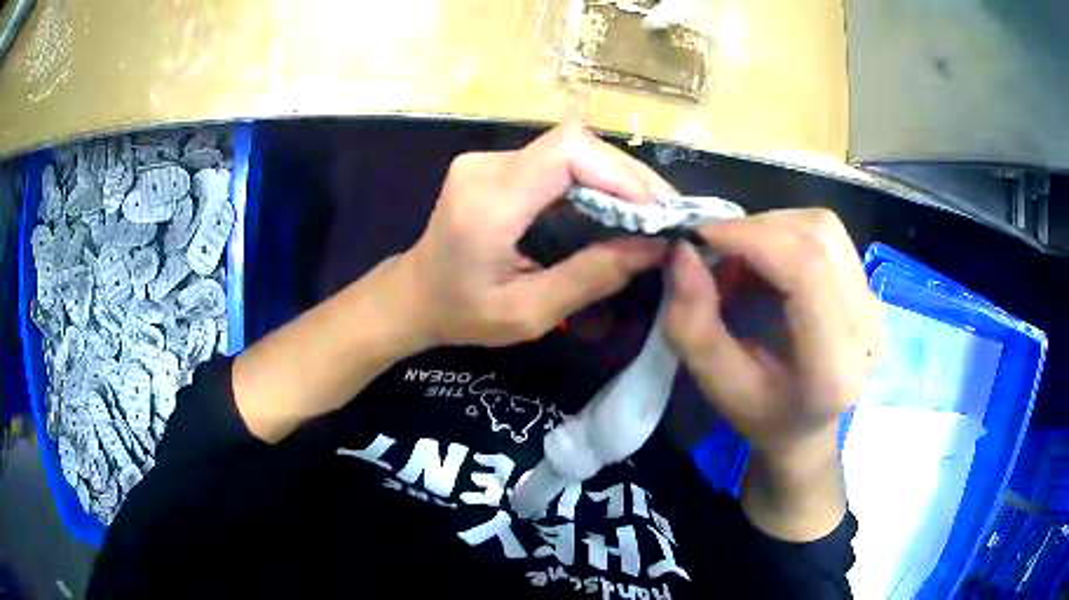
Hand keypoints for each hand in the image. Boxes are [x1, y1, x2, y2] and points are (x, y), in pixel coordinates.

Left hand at [398, 121, 668, 347]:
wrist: (413, 295)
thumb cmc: (463, 315)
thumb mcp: (529, 313)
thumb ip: (592, 277)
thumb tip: (655, 246)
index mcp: (489, 204)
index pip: (566, 152)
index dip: (620, 172)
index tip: (655, 211)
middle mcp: (486, 167)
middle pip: (573, 144)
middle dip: (627, 176)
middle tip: (665, 214)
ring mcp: (487, 160)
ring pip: (569, 149)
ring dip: (615, 177)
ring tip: (650, 213)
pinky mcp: (494, 164)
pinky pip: (555, 160)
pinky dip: (593, 180)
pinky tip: (615, 206)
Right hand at [665, 209, 882, 458]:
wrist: (807, 430)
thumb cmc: (762, 416)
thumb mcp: (717, 385)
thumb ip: (692, 326)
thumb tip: (683, 252)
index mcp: (834, 365)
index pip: (807, 269)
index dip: (752, 237)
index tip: (701, 236)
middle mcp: (867, 328)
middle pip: (818, 236)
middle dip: (756, 228)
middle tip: (717, 251)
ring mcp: (874, 304)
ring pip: (823, 228)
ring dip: (771, 228)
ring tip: (741, 260)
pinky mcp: (869, 287)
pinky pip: (827, 236)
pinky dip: (785, 234)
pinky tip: (766, 264)